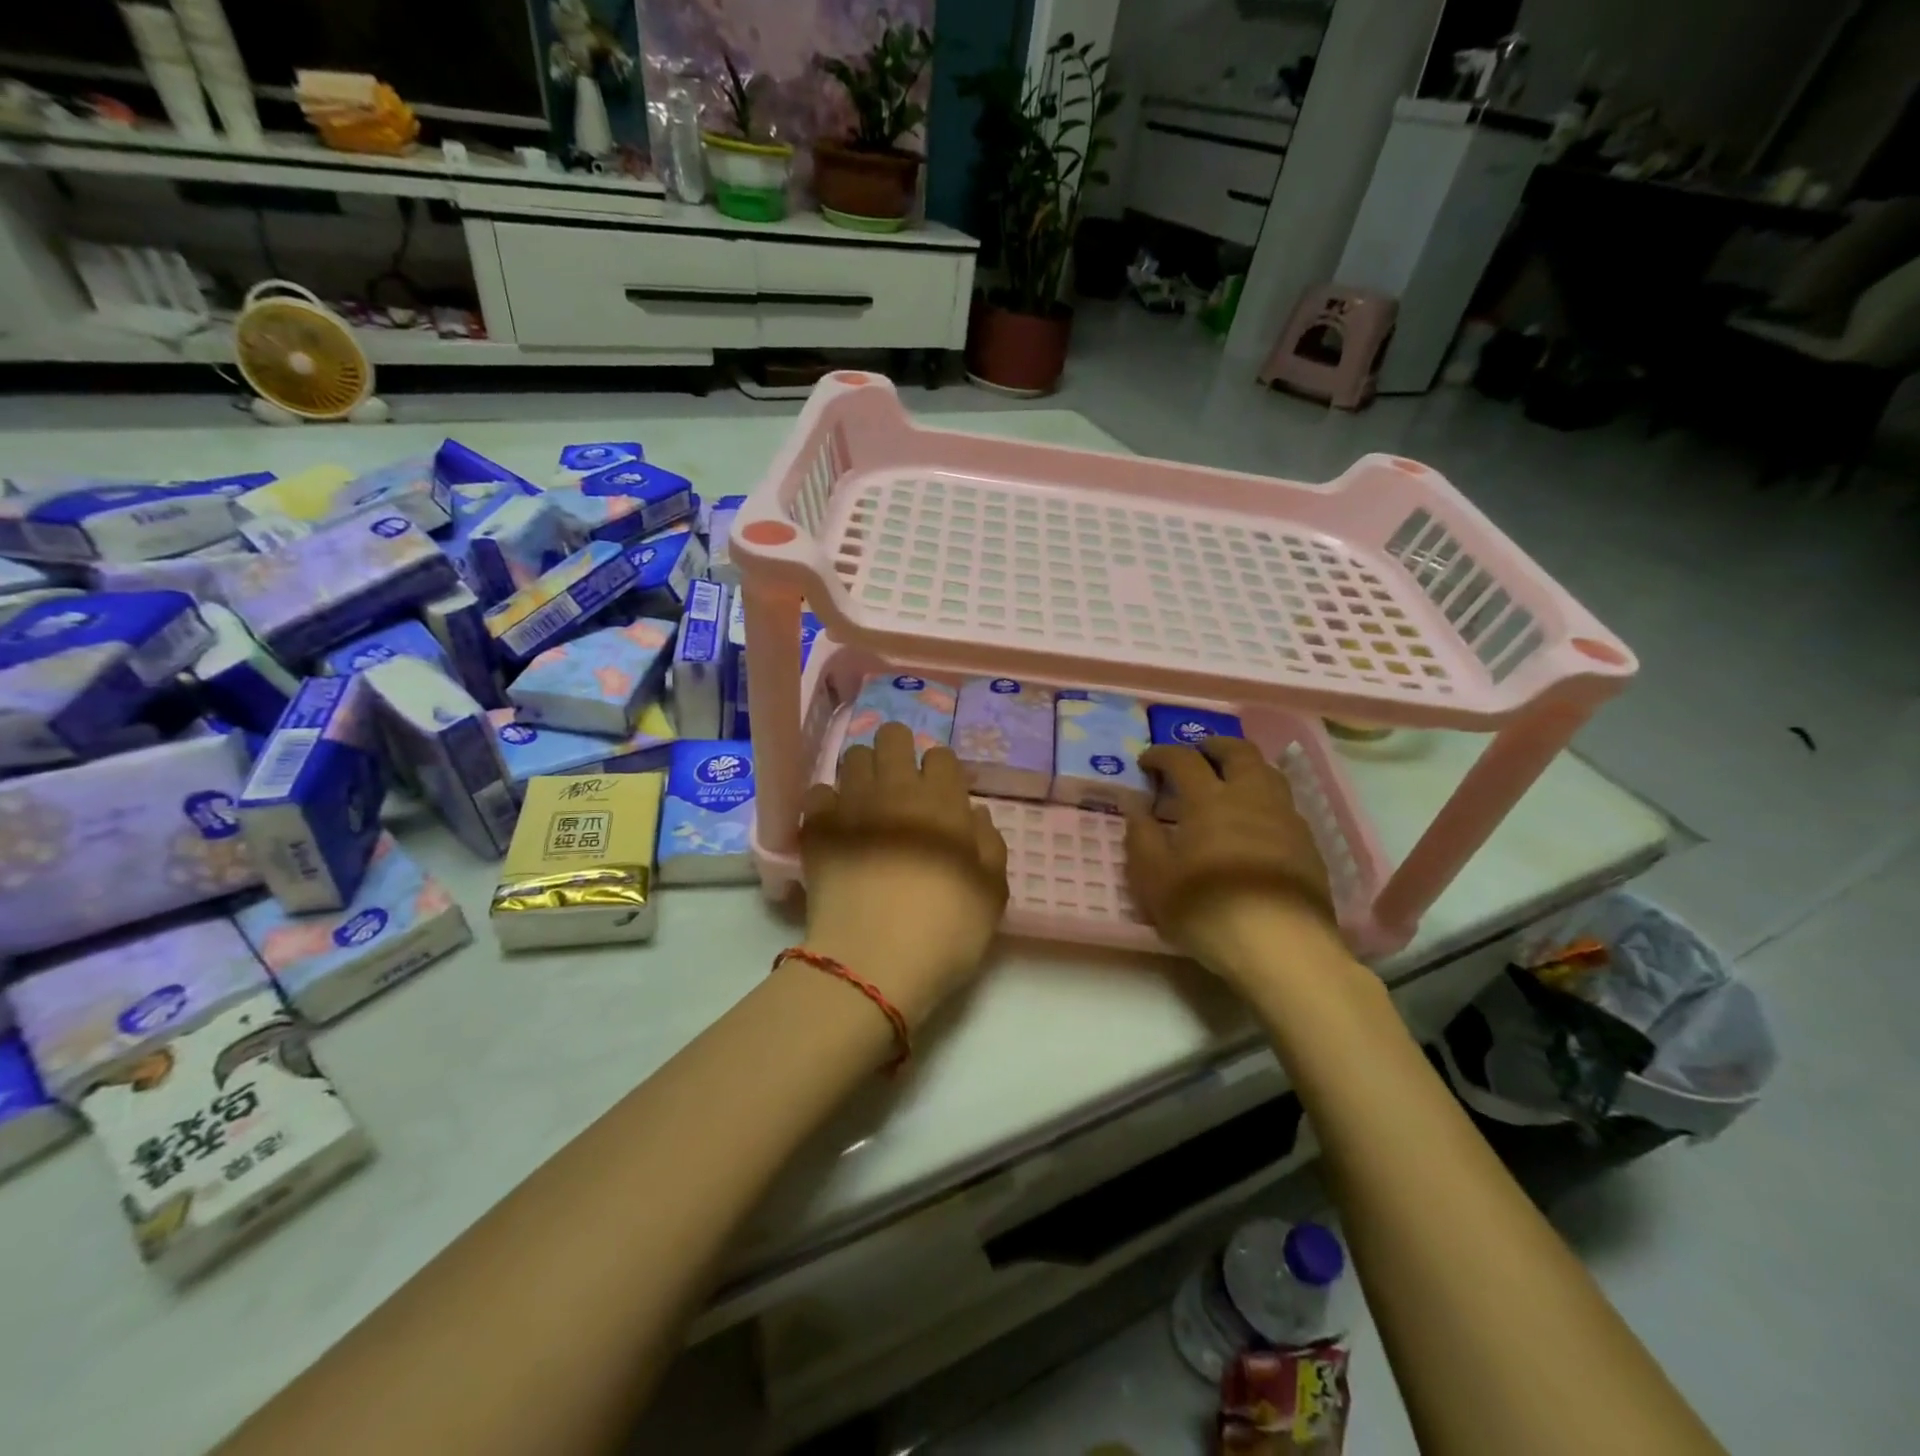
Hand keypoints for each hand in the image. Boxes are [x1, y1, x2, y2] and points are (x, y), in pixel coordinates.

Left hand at [799, 722, 1009, 1026]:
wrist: (874, 962)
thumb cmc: (945, 931)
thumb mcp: (992, 894)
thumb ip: (990, 846)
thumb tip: (975, 817)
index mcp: (944, 801)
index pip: (941, 755)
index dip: (941, 772)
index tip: (941, 796)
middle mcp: (896, 789)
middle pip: (892, 737)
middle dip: (898, 751)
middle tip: (901, 785)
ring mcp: (852, 804)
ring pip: (852, 756)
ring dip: (863, 772)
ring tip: (867, 802)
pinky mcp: (817, 827)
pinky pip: (818, 792)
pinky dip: (828, 802)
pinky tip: (837, 826)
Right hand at [1124, 737, 1344, 985]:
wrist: (1282, 946)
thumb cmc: (1206, 909)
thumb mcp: (1154, 879)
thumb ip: (1140, 835)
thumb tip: (1133, 802)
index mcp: (1209, 800)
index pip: (1183, 759)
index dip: (1162, 754)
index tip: (1147, 761)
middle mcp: (1250, 797)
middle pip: (1237, 752)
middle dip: (1214, 745)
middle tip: (1198, 751)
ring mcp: (1285, 818)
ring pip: (1268, 772)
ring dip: (1245, 765)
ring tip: (1230, 778)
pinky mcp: (1308, 844)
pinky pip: (1284, 803)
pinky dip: (1264, 796)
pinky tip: (1255, 820)